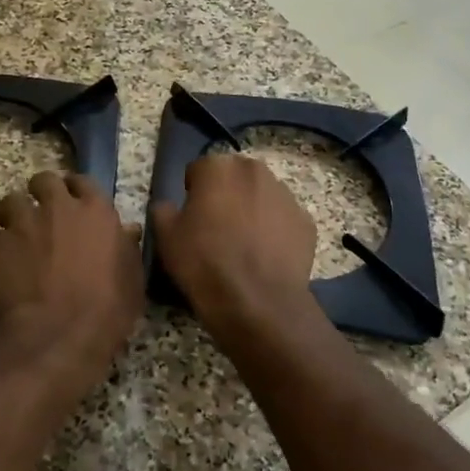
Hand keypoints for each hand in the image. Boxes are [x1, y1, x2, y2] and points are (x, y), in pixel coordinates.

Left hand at [0, 172, 143, 395]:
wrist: (59, 335)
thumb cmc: (106, 310)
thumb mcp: (132, 280)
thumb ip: (127, 248)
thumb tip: (127, 230)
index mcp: (96, 211)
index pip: (83, 181)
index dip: (75, 191)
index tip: (72, 203)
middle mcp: (58, 207)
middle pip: (43, 180)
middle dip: (40, 194)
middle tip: (42, 217)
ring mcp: (23, 222)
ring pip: (10, 201)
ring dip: (12, 215)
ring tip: (13, 235)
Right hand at [149, 154, 318, 338]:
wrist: (256, 303)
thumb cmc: (204, 263)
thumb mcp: (165, 236)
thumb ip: (163, 210)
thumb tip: (169, 207)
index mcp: (219, 167)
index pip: (198, 170)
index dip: (192, 193)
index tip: (191, 217)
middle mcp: (255, 171)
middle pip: (234, 178)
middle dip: (225, 195)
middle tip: (216, 229)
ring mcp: (286, 195)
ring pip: (261, 196)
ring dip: (251, 210)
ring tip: (243, 245)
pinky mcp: (306, 222)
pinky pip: (283, 220)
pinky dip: (274, 231)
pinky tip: (265, 256)